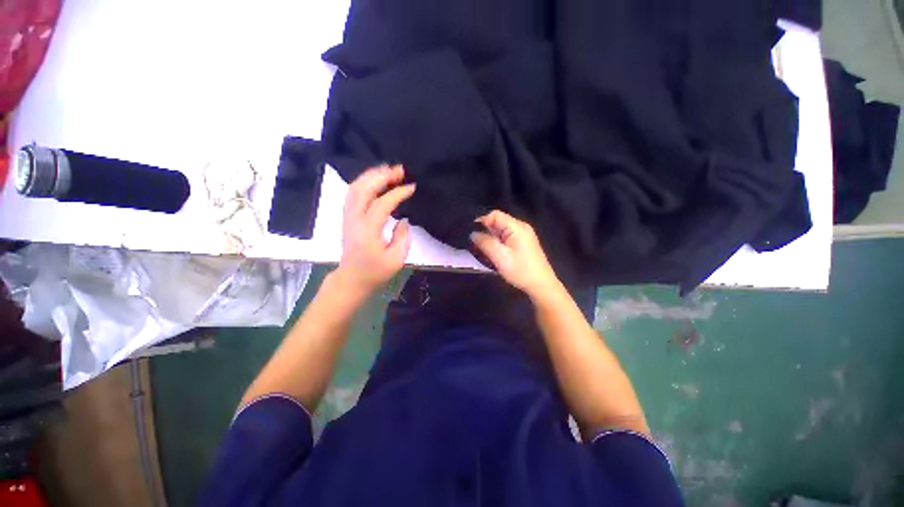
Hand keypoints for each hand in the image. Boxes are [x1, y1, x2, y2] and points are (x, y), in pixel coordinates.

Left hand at [335, 165, 415, 297]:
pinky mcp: (347, 217)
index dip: (398, 193)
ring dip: (372, 176)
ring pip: (355, 188)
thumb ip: (402, 237)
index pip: (383, 204)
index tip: (412, 187)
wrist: (352, 279)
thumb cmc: (375, 272)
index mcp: (368, 231)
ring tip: (389, 170)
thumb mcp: (396, 259)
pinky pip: (352, 193)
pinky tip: (375, 180)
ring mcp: (348, 216)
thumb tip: (403, 220)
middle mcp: (355, 219)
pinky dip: (364, 182)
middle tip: (400, 170)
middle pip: (364, 189)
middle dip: (382, 176)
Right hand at [470, 210, 559, 296]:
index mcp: (517, 227)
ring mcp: (523, 234)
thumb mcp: (500, 257)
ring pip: (500, 230)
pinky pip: (506, 237)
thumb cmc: (521, 270)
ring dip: (491, 239)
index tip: (472, 235)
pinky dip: (498, 243)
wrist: (541, 285)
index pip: (495, 215)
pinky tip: (495, 254)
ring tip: (484, 251)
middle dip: (486, 232)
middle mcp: (521, 227)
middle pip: (497, 222)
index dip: (481, 221)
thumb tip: (473, 233)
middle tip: (477, 246)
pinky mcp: (523, 242)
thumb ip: (485, 243)